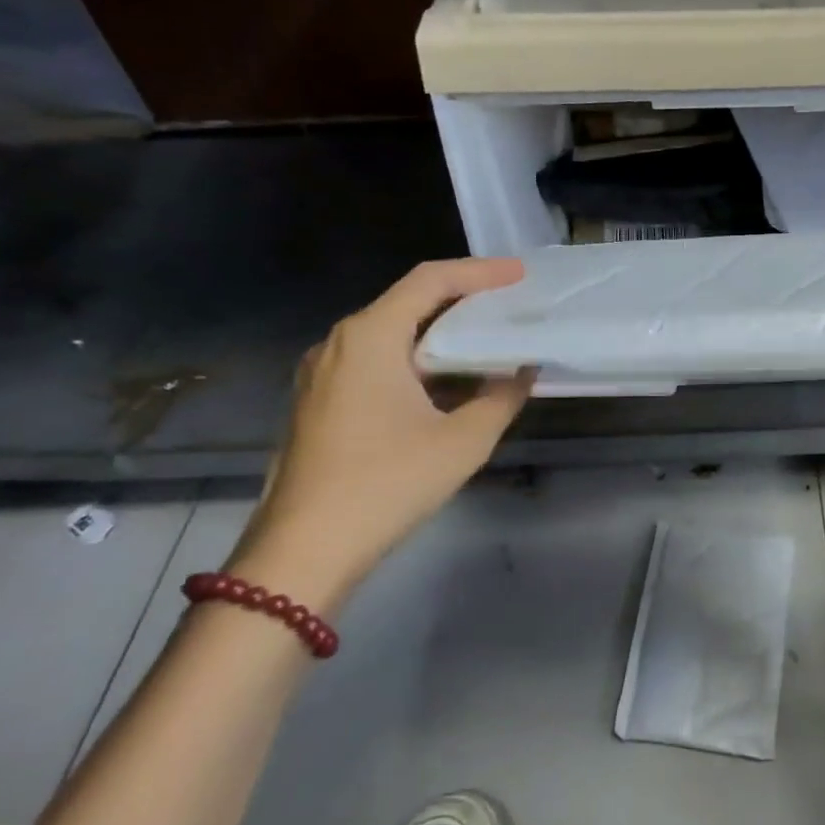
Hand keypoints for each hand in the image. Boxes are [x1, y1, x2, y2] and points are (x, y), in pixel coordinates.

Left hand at [229, 258, 534, 610]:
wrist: (302, 552)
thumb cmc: (387, 484)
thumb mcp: (462, 441)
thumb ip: (501, 397)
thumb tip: (523, 371)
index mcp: (369, 336)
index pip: (430, 281)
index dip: (480, 272)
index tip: (520, 275)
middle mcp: (339, 342)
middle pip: (408, 302)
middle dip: (462, 300)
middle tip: (508, 305)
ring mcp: (321, 373)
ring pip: (390, 334)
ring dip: (438, 334)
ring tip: (484, 341)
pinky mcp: (318, 402)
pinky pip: (374, 362)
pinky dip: (415, 360)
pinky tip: (445, 383)